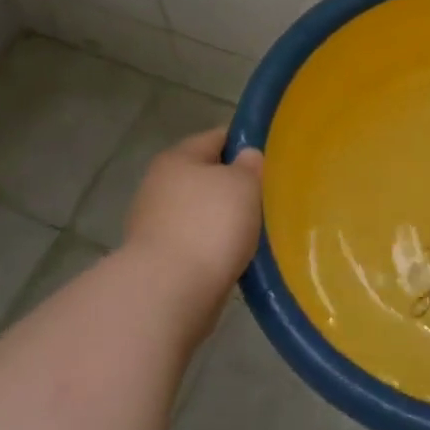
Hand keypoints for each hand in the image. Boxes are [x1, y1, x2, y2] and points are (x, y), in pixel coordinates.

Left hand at [125, 128, 263, 324]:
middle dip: (236, 186)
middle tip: (270, 196)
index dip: (246, 143)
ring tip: (259, 230)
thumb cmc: (210, 224)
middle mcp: (159, 185)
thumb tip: (246, 158)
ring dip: (225, 220)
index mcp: (177, 158)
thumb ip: (250, 165)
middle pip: (207, 176)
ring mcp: (155, 224)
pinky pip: (196, 243)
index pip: (217, 137)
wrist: (170, 292)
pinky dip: (215, 248)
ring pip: (202, 212)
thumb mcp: (244, 184)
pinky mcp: (158, 260)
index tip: (274, 158)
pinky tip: (238, 257)